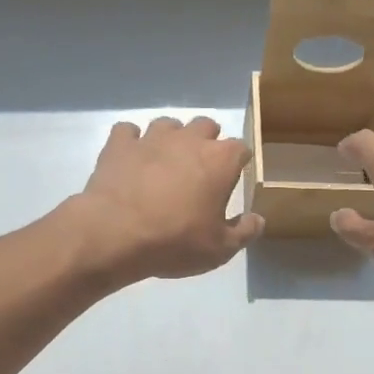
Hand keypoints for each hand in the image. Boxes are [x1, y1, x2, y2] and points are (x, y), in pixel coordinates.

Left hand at [67, 116, 262, 283]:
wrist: (116, 234)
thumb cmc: (176, 241)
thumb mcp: (220, 248)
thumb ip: (244, 231)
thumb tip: (258, 219)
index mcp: (220, 160)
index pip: (241, 149)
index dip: (239, 162)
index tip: (234, 177)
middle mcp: (189, 139)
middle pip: (206, 126)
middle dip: (207, 142)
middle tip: (201, 168)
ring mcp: (152, 138)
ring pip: (169, 124)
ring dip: (172, 139)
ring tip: (166, 162)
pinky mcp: (119, 144)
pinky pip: (128, 131)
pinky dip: (132, 142)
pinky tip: (132, 159)